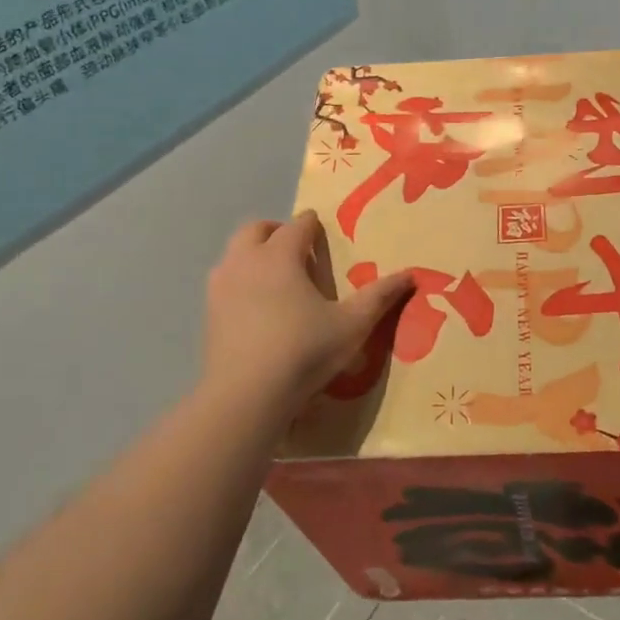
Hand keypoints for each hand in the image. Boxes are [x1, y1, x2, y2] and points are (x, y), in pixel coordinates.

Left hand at [202, 212, 412, 409]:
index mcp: (281, 255)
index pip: (297, 225)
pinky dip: (240, 279)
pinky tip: (257, 306)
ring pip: (235, 253)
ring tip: (277, 276)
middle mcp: (246, 261)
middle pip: (256, 229)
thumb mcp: (352, 325)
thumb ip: (380, 296)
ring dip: (254, 253)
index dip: (312, 224)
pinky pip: (225, 280)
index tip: (321, 229)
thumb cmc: (304, 351)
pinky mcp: (209, 312)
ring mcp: (221, 286)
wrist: (246, 395)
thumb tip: (411, 275)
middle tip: (297, 247)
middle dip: (276, 230)